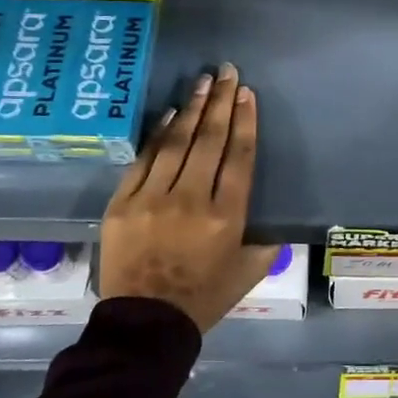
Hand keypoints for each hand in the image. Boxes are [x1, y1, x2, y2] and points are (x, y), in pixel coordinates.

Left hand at [99, 64, 279, 332]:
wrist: (145, 324)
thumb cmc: (203, 298)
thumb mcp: (248, 272)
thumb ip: (265, 243)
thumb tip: (273, 223)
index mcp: (226, 216)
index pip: (238, 156)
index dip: (244, 121)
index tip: (247, 94)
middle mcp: (191, 199)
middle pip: (209, 140)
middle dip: (221, 102)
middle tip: (227, 72)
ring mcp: (153, 198)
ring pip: (177, 142)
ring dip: (192, 108)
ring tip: (203, 81)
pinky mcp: (123, 203)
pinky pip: (145, 160)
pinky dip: (159, 134)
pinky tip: (171, 113)